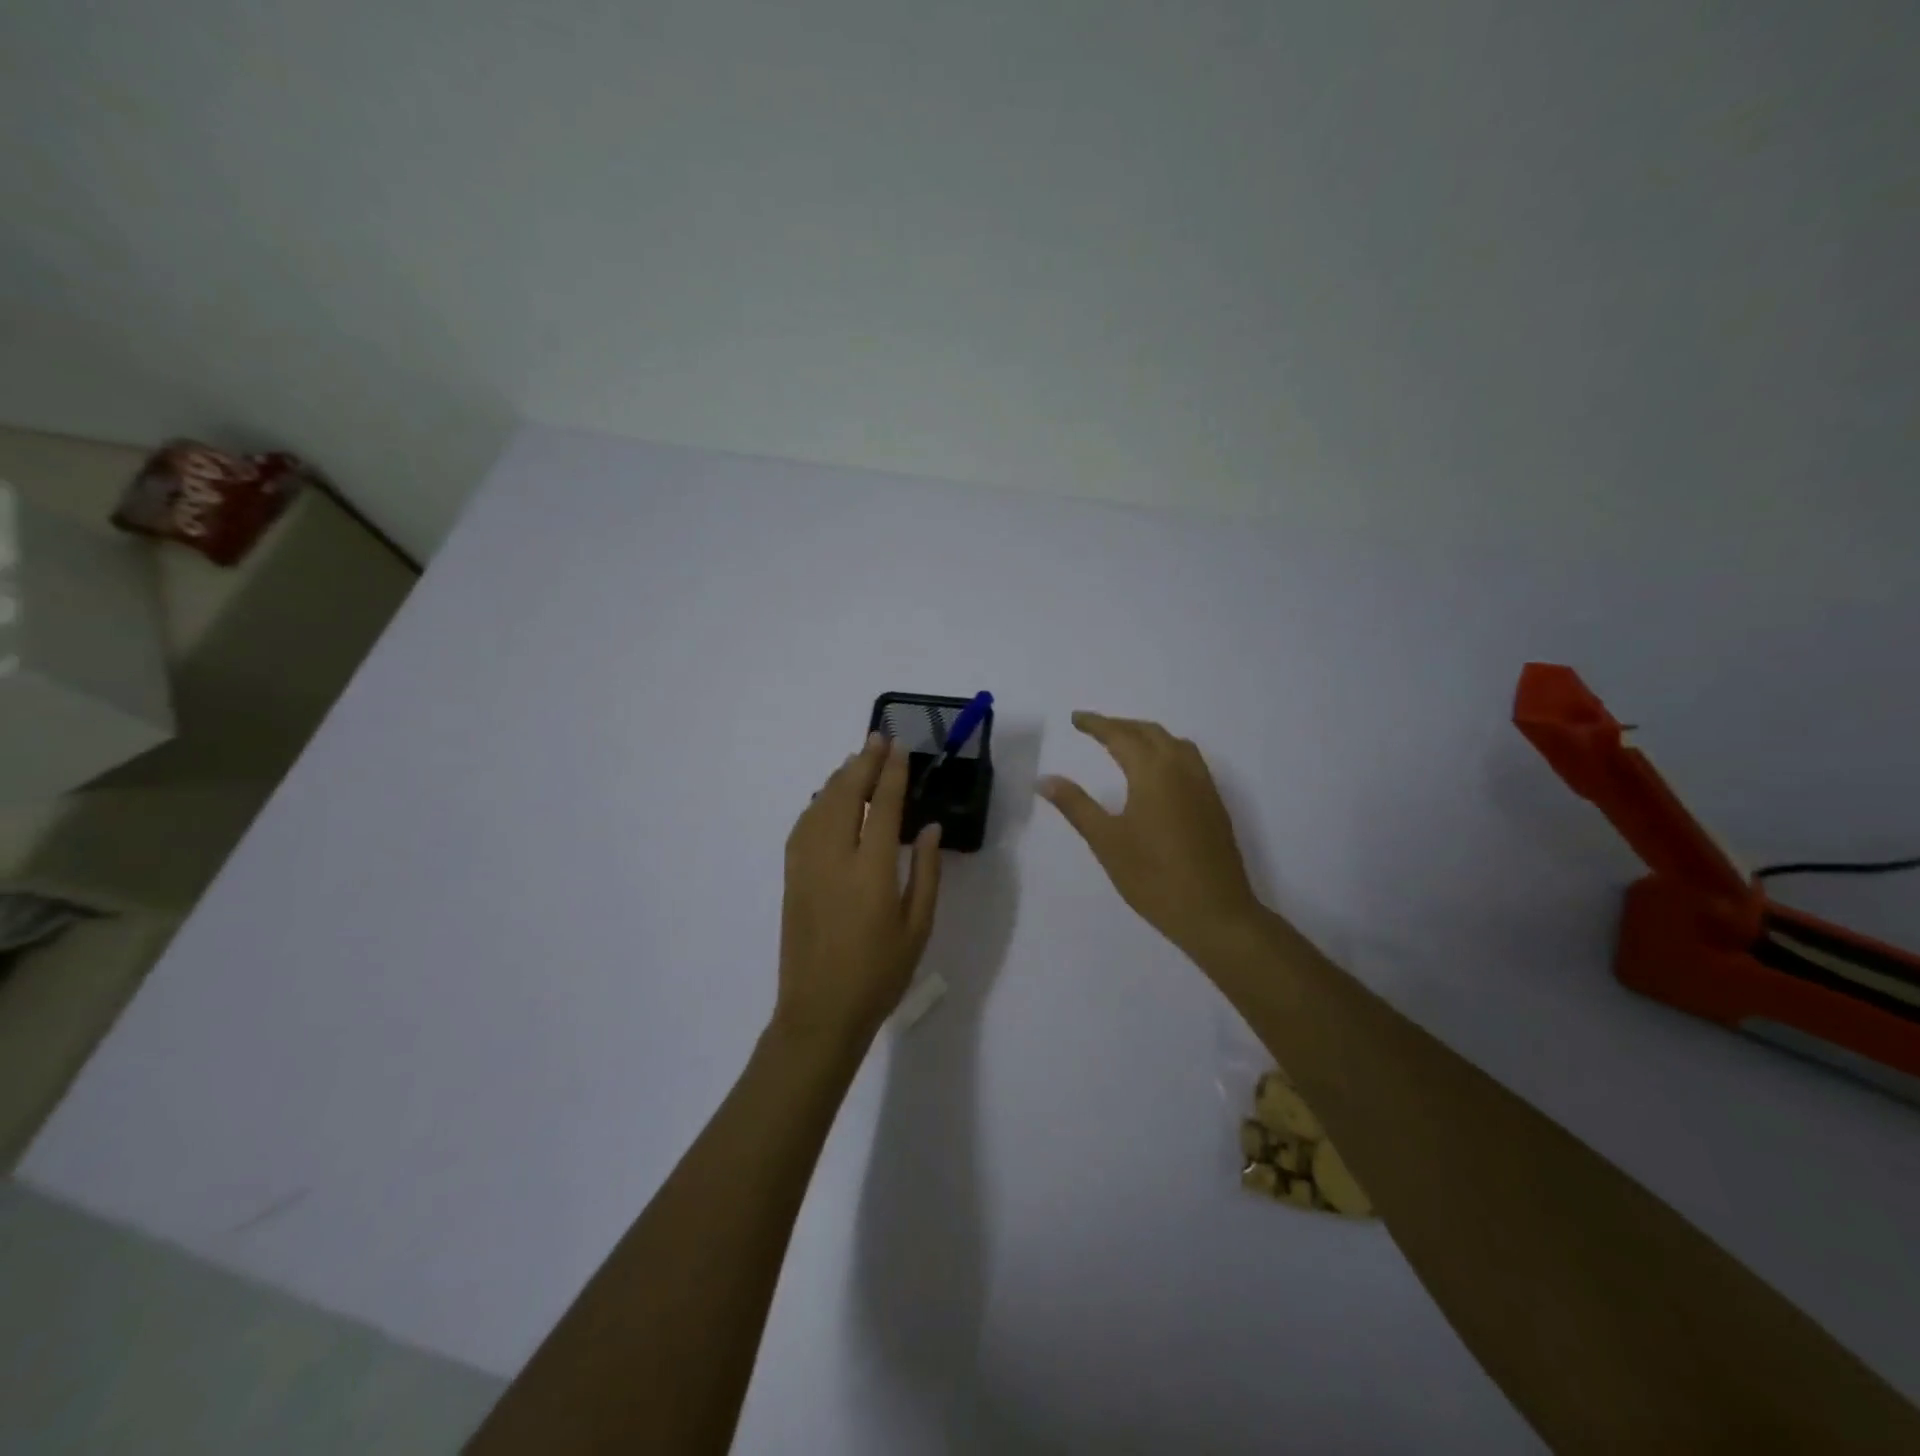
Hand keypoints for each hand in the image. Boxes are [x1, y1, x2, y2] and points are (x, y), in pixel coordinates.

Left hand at [777, 733, 942, 1044]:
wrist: (820, 1011)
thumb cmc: (880, 974)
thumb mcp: (918, 927)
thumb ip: (926, 872)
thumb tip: (930, 828)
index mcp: (871, 871)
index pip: (883, 807)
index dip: (892, 773)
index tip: (899, 748)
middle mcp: (834, 858)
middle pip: (846, 796)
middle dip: (863, 763)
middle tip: (877, 738)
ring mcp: (806, 866)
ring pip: (819, 806)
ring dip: (838, 778)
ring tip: (855, 760)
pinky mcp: (791, 878)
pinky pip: (802, 827)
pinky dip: (815, 803)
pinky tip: (825, 798)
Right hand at [1040, 713, 1262, 959]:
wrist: (1215, 913)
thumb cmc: (1153, 877)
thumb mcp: (1106, 841)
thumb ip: (1076, 805)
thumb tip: (1045, 779)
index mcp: (1153, 772)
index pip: (1121, 735)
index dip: (1096, 724)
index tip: (1076, 719)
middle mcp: (1182, 769)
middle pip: (1150, 732)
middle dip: (1121, 725)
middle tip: (1095, 729)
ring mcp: (1203, 785)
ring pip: (1174, 743)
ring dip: (1147, 735)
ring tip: (1125, 744)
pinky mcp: (1214, 804)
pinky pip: (1189, 760)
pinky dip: (1167, 751)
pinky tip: (1157, 773)